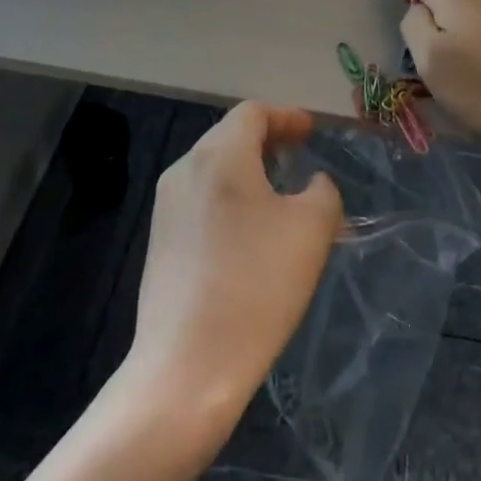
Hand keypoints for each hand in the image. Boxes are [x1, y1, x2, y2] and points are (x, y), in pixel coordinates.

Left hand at [126, 102, 342, 430]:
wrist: (187, 368)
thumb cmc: (257, 286)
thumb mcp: (312, 230)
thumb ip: (322, 191)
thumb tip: (311, 184)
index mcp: (220, 154)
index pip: (253, 113)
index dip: (286, 116)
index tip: (310, 131)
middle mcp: (185, 168)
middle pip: (230, 136)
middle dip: (267, 141)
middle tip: (298, 158)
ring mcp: (166, 206)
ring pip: (214, 169)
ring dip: (248, 171)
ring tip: (279, 196)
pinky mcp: (159, 241)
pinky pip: (200, 200)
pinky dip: (229, 199)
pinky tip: (249, 234)